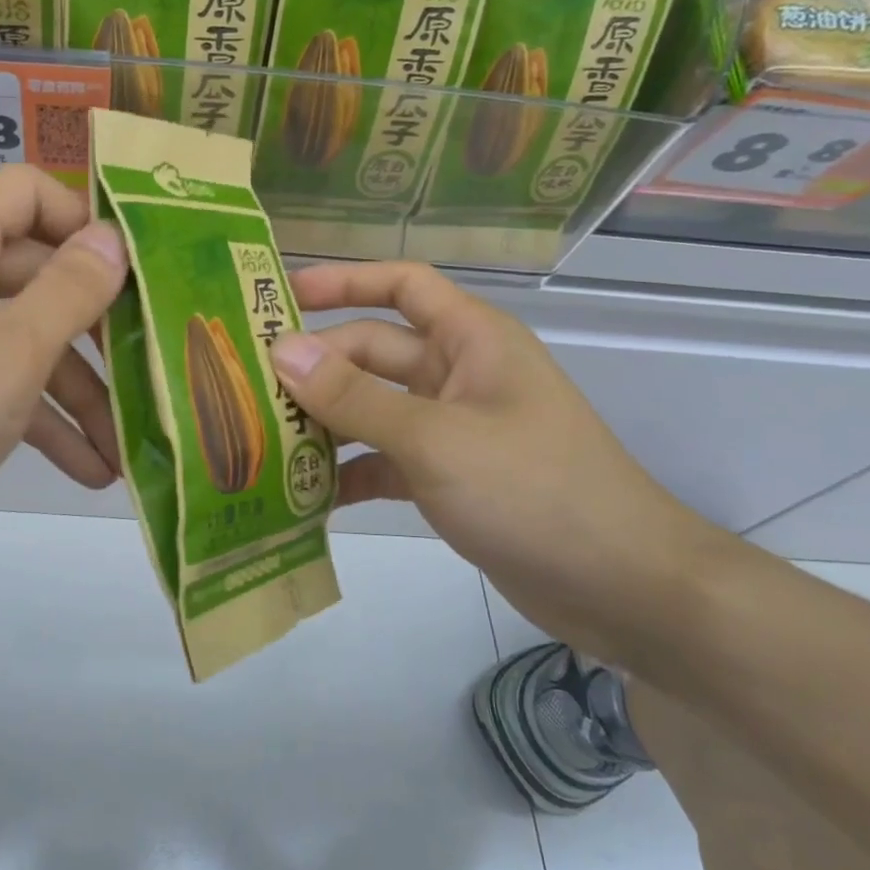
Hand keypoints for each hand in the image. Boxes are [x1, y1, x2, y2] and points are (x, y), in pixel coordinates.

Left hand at [0, 166, 127, 576]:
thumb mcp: (7, 356)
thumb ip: (70, 292)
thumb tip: (114, 238)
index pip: (30, 192)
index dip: (86, 222)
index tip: (140, 274)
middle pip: (39, 274)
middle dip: (99, 328)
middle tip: (154, 366)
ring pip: (25, 338)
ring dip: (79, 391)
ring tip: (127, 448)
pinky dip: (40, 418)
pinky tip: (90, 469)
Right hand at [272, 262, 726, 662]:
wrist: (621, 588)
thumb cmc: (533, 490)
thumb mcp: (435, 439)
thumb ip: (354, 397)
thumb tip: (281, 350)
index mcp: (470, 340)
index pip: (401, 285)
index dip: (344, 280)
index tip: (281, 294)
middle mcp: (458, 375)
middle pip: (373, 353)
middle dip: (317, 368)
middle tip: (249, 387)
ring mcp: (452, 428)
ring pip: (373, 409)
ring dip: (325, 423)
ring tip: (262, 440)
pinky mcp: (448, 477)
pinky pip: (384, 460)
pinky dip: (349, 472)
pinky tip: (305, 495)